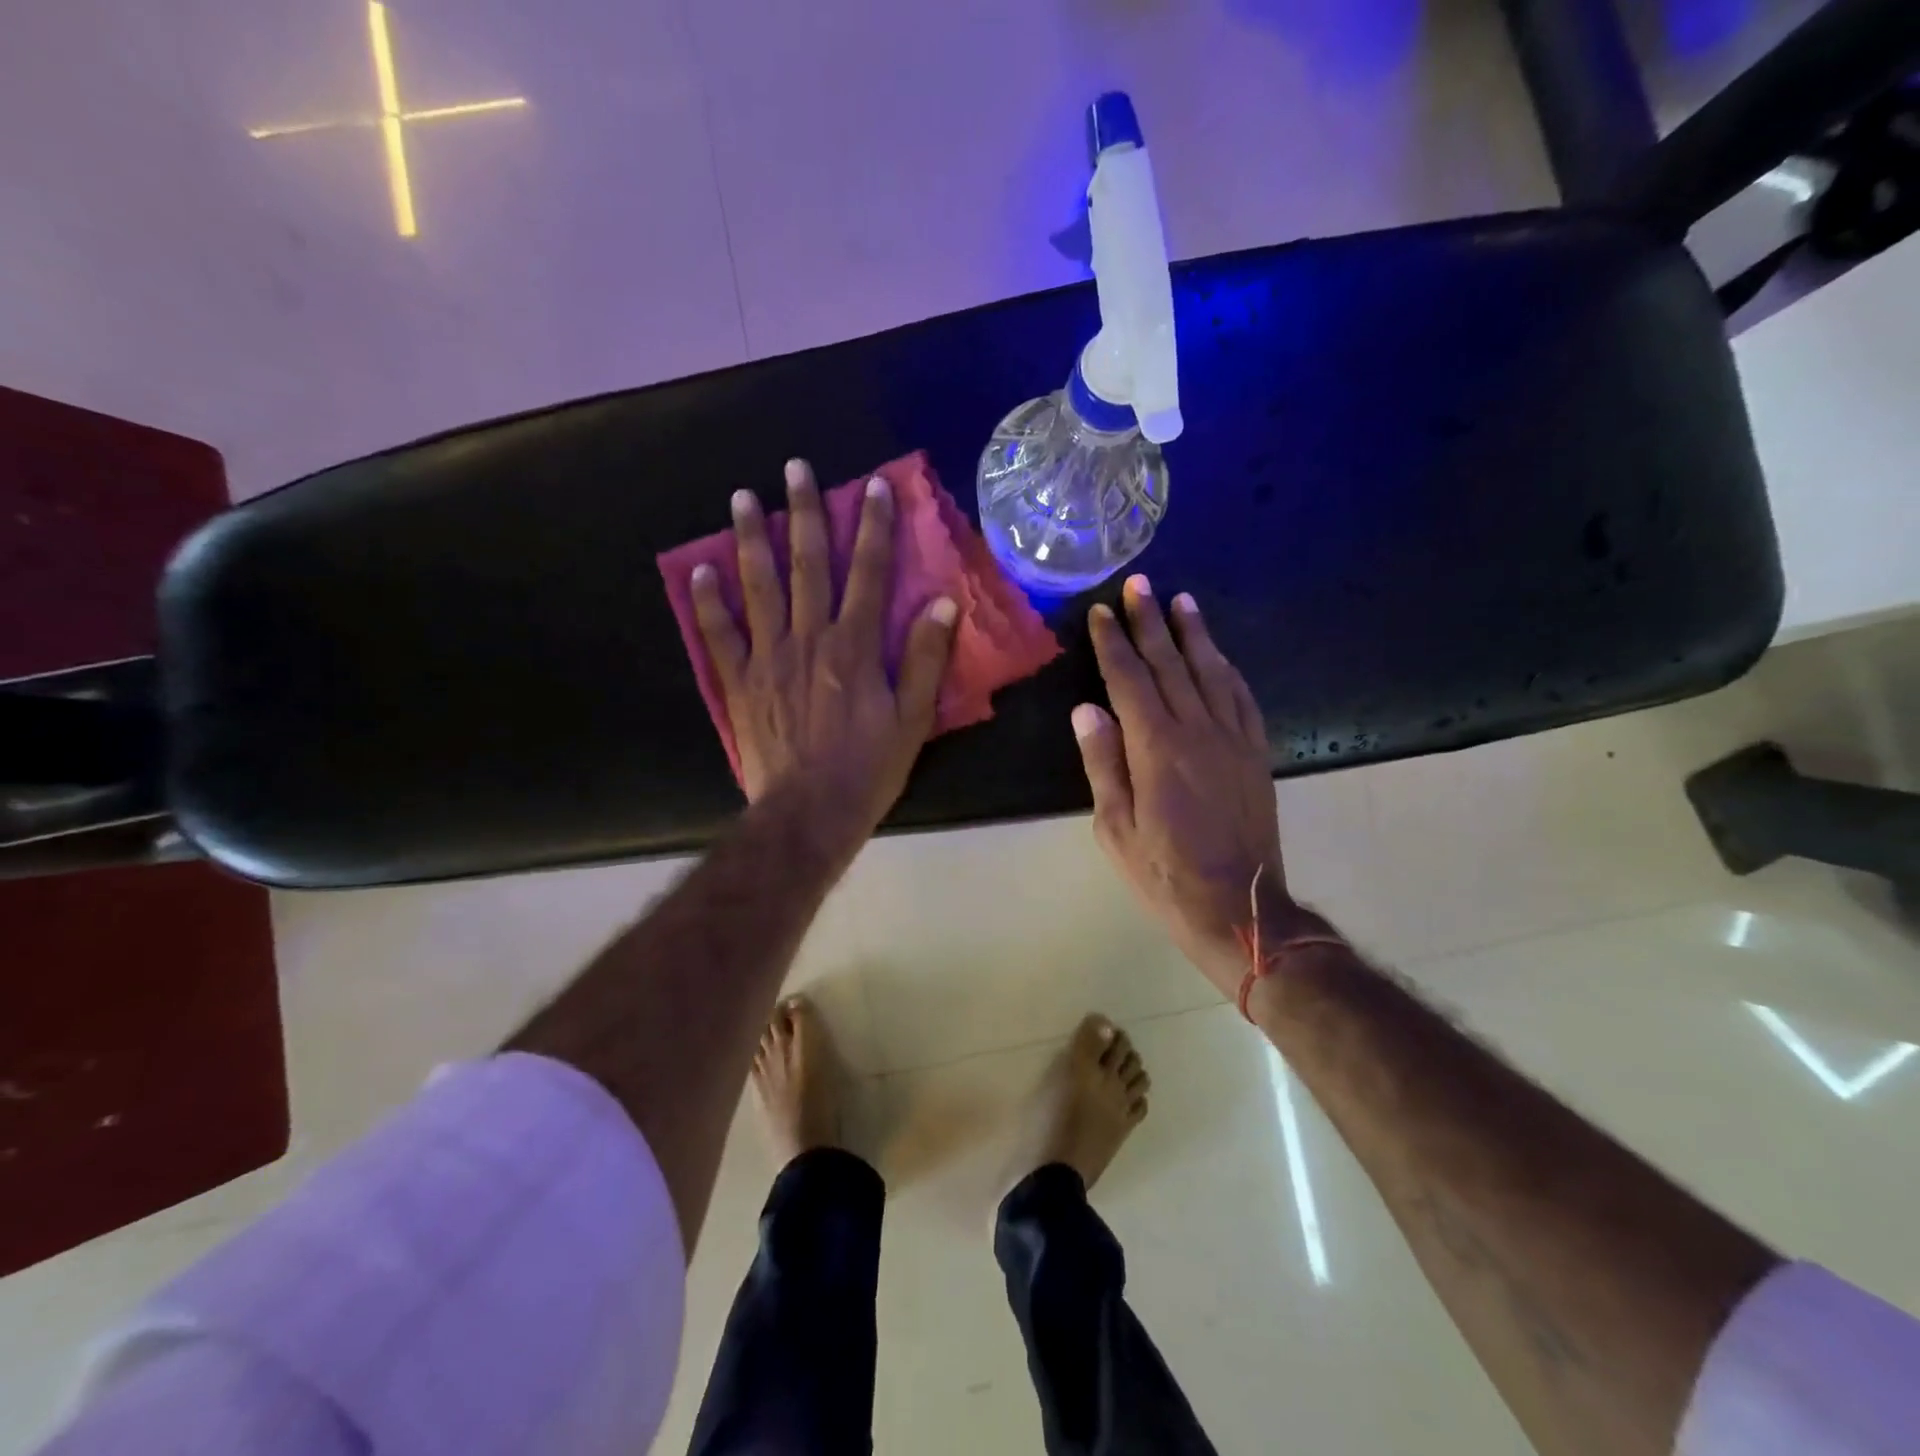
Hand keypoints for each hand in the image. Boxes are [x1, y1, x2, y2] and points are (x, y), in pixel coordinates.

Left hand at [690, 460, 955, 851]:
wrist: (809, 812)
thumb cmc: (868, 768)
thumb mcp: (913, 719)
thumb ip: (926, 659)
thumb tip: (941, 603)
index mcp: (855, 646)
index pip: (869, 574)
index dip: (873, 528)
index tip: (872, 486)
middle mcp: (809, 639)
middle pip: (808, 565)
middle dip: (804, 513)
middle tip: (794, 468)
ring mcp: (768, 658)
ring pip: (759, 587)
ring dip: (750, 540)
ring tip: (741, 498)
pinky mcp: (740, 682)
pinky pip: (719, 635)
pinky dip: (707, 602)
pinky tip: (698, 570)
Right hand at [1074, 576, 1301, 999]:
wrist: (1240, 908)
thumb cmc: (1165, 874)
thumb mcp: (1116, 829)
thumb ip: (1103, 765)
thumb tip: (1087, 710)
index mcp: (1156, 748)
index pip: (1129, 680)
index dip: (1112, 643)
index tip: (1100, 612)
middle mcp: (1197, 731)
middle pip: (1170, 663)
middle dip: (1150, 621)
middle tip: (1137, 584)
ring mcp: (1233, 739)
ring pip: (1211, 672)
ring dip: (1194, 634)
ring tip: (1180, 601)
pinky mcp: (1256, 753)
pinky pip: (1243, 698)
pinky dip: (1228, 669)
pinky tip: (1219, 654)